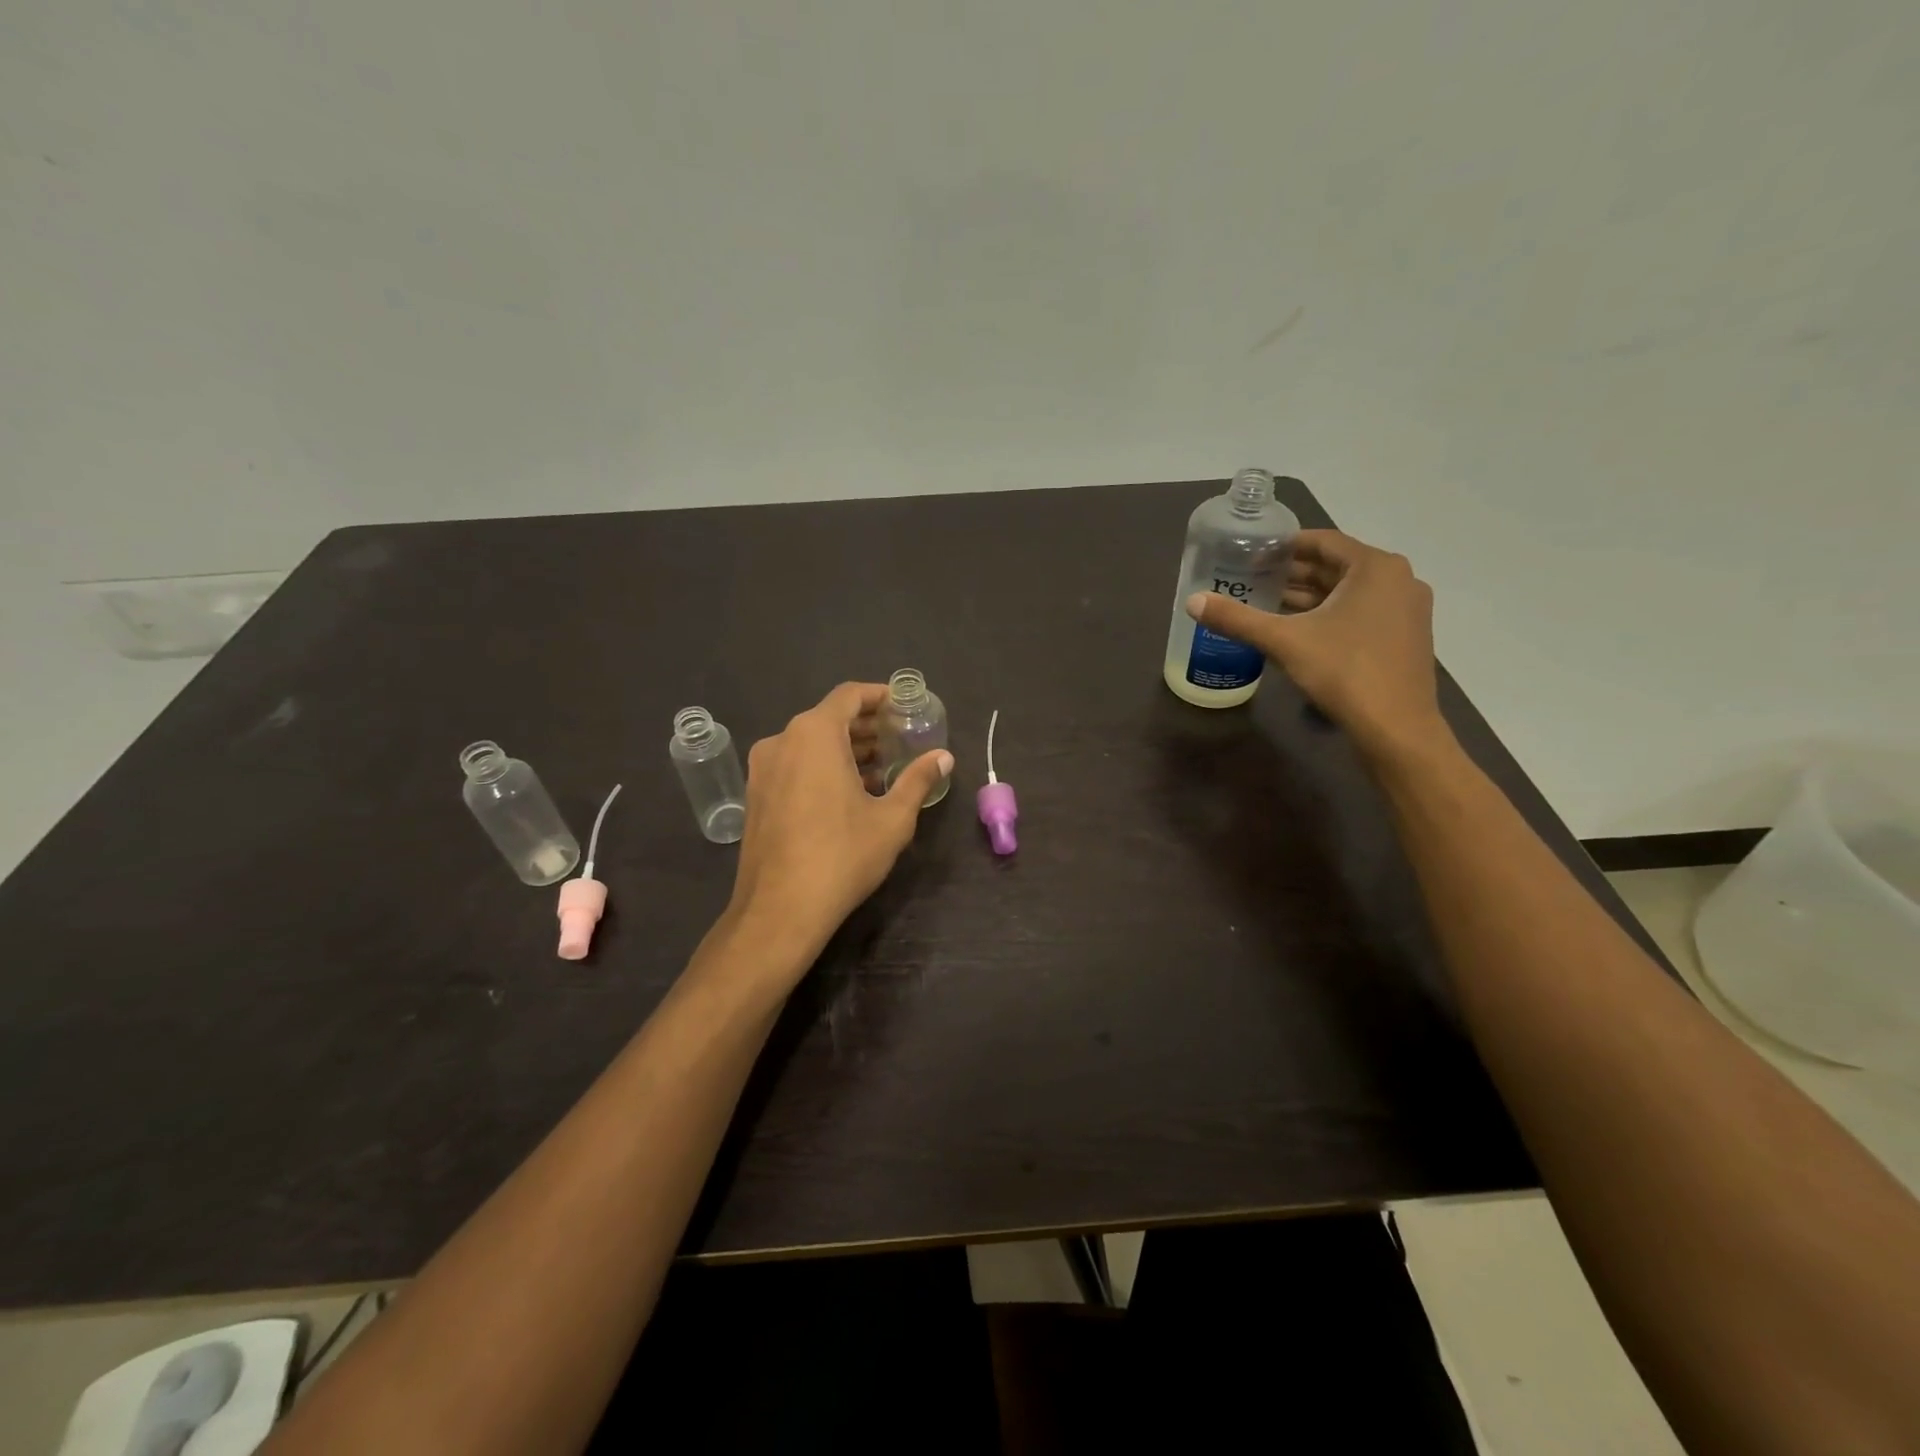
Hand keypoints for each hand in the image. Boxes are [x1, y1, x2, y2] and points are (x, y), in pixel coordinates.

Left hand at [727, 682, 952, 958]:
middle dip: (866, 726)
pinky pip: (794, 765)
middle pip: (828, 718)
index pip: (849, 696)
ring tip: (880, 768)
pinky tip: (848, 792)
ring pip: (809, 744)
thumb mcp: (892, 818)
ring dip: (844, 749)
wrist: (779, 910)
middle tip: (899, 739)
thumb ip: (918, 780)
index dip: (879, 696)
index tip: (904, 705)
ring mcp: (762, 769)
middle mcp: (782, 741)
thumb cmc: (842, 855)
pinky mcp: (755, 796)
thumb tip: (944, 757)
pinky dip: (821, 767)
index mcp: (814, 734)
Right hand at [1186, 529, 1448, 763]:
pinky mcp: (1405, 635)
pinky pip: (1361, 611)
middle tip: (1253, 578)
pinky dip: (1329, 613)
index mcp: (1375, 567)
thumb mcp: (1283, 641)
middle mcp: (1398, 578)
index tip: (1253, 553)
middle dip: (1294, 572)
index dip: (1285, 545)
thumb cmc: (1344, 671)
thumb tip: (1192, 602)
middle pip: (1336, 566)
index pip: (1323, 541)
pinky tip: (1298, 629)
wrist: (1395, 727)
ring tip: (1268, 602)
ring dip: (1310, 595)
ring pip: (1349, 591)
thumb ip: (1237, 619)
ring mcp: (1406, 609)